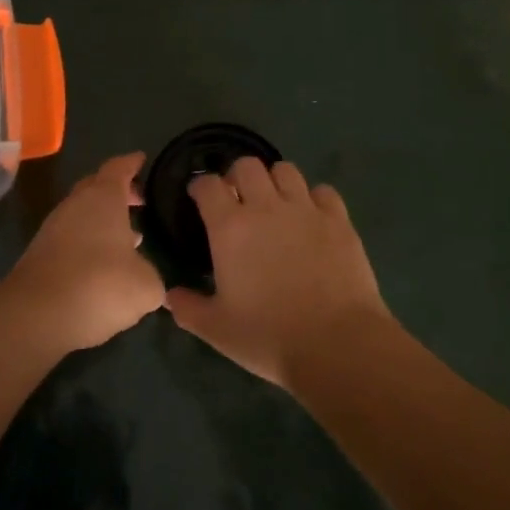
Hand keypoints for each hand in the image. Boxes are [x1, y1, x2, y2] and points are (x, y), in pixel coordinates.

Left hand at [0, 153, 163, 353]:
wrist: (35, 316)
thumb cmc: (99, 285)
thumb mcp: (145, 286)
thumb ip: (152, 275)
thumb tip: (147, 277)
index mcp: (103, 198)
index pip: (119, 168)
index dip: (132, 163)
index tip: (142, 160)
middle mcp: (75, 205)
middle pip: (96, 187)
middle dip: (118, 191)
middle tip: (139, 201)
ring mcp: (53, 229)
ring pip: (82, 214)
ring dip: (102, 221)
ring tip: (128, 238)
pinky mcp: (40, 254)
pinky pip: (70, 238)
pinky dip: (88, 243)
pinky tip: (102, 265)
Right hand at [165, 157, 391, 389]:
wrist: (337, 344)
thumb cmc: (268, 336)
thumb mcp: (216, 329)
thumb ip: (188, 308)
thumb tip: (170, 296)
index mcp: (230, 227)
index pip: (207, 185)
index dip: (200, 187)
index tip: (198, 198)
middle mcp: (266, 207)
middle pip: (247, 165)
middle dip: (237, 176)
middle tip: (237, 200)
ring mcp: (306, 210)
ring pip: (286, 170)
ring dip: (275, 181)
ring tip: (275, 204)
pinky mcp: (339, 220)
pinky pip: (323, 191)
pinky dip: (313, 198)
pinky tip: (312, 218)